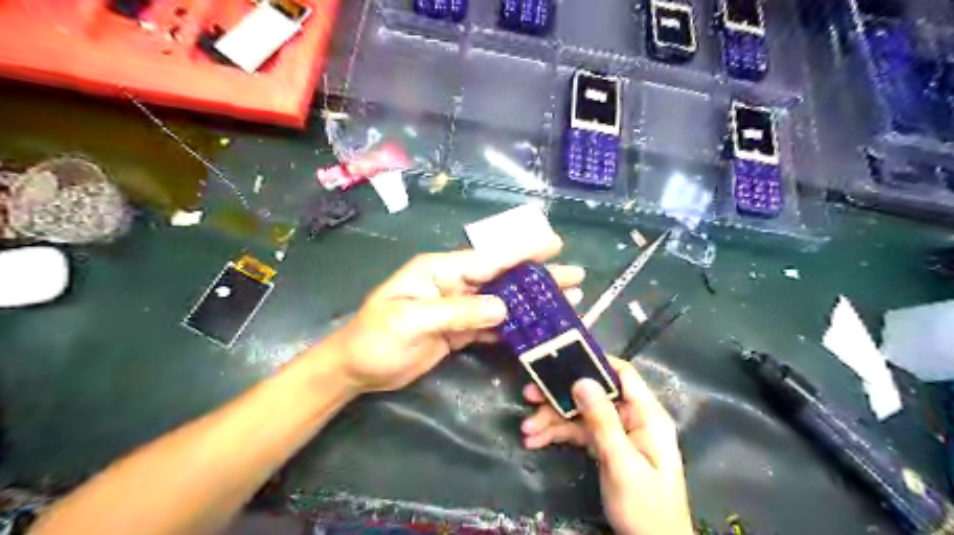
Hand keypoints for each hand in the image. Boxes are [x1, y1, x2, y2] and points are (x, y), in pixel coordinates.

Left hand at [325, 237, 586, 394]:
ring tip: (567, 302)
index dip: (522, 252)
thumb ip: (457, 311)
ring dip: (532, 303)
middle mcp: (454, 284)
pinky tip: (537, 329)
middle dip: (538, 277)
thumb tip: (504, 308)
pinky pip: (493, 325)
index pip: (487, 258)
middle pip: (502, 277)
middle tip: (574, 277)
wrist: (357, 369)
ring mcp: (458, 308)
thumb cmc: (375, 338)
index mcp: (440, 270)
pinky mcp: (459, 331)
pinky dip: (515, 327)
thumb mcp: (411, 320)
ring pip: (502, 302)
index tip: (554, 246)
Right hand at [521, 357, 693, 534]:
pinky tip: (535, 441)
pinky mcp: (606, 448)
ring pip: (581, 415)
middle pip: (593, 395)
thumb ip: (602, 421)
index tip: (562, 359)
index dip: (594, 363)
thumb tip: (582, 380)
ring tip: (526, 429)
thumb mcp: (622, 463)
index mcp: (646, 415)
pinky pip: (579, 433)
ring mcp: (617, 434)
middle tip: (529, 395)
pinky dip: (558, 436)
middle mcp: (631, 418)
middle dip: (560, 396)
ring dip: (553, 420)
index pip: (622, 375)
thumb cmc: (645, 507)